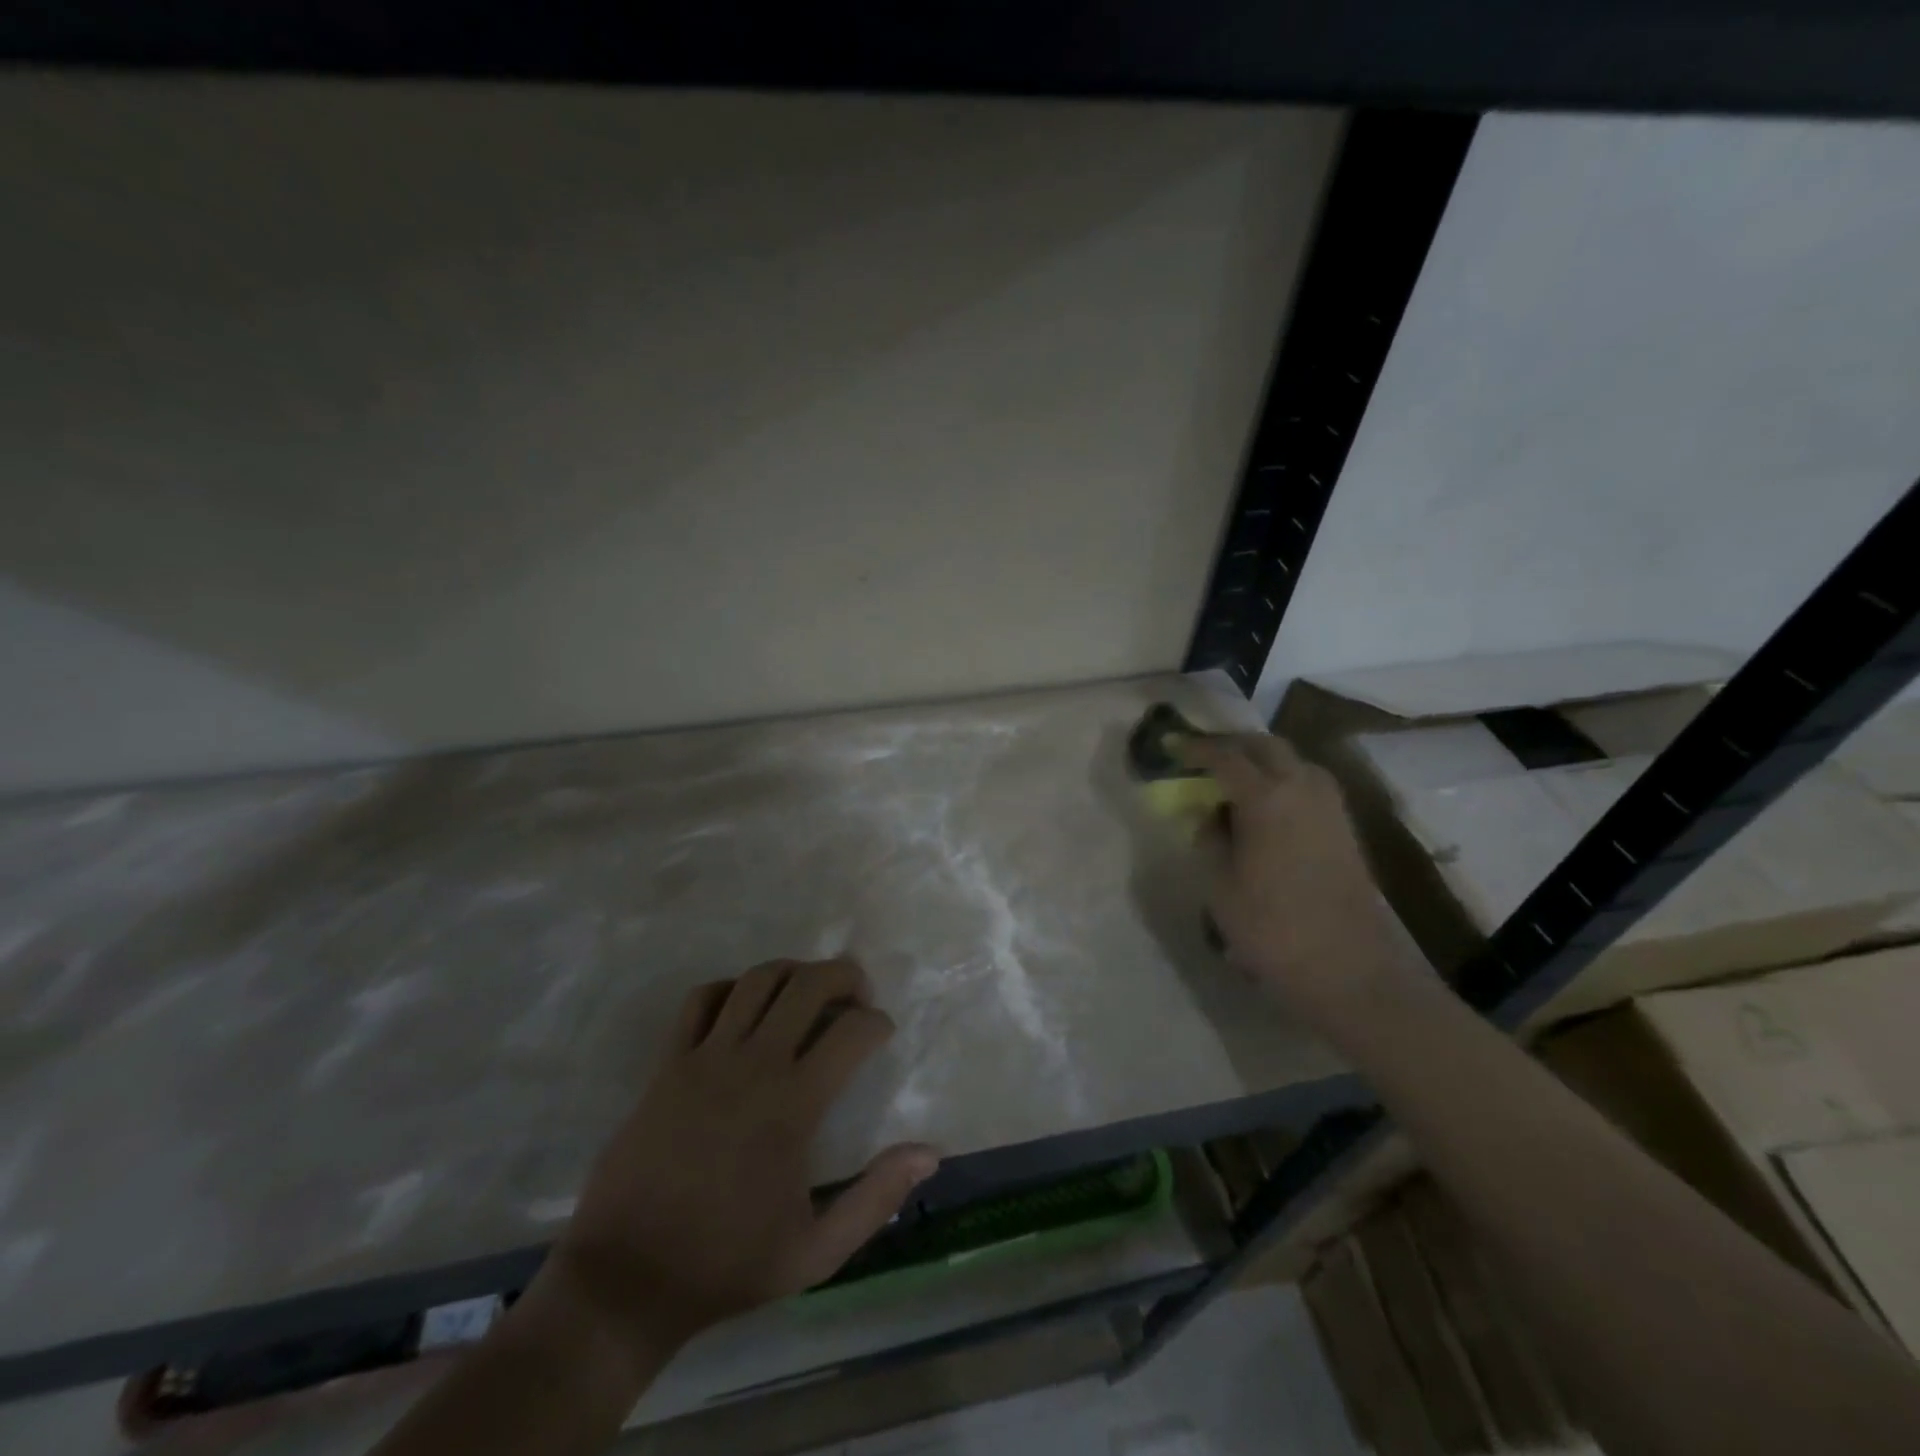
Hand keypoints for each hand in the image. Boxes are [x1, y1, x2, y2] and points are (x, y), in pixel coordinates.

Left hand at [540, 958, 938, 1359]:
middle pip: (807, 984)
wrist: (626, 1280)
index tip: (883, 1033)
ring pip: (757, 980)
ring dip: (792, 972)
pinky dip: (730, 988)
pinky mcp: (668, 1063)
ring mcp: (705, 1058)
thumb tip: (930, 1152)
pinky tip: (743, 1007)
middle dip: (843, 975)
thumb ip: (876, 1198)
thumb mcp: (816, 1252)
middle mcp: (753, 1065)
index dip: (878, 1023)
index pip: (852, 1031)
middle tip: (857, 993)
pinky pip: (701, 999)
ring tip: (807, 990)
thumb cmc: (727, 1264)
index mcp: (793, 1105)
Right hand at [1179, 734, 1428, 1036]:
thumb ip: (1210, 840)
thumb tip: (1210, 817)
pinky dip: (1282, 780)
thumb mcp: (1220, 886)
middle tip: (1202, 756)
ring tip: (1232, 779)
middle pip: (1265, 747)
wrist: (1350, 970)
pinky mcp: (1344, 827)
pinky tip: (1265, 805)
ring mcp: (1330, 806)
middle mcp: (1302, 788)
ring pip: (1292, 761)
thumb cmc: (1272, 929)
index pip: (1225, 757)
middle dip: (1232, 745)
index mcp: (1266, 798)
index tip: (1172, 746)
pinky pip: (1308, 784)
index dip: (1196, 748)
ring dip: (1261, 760)